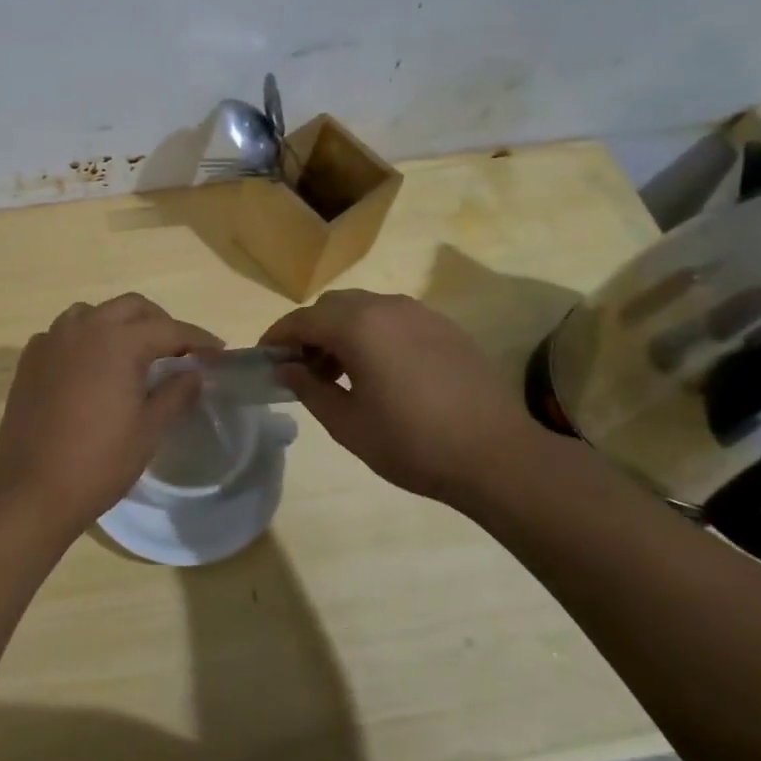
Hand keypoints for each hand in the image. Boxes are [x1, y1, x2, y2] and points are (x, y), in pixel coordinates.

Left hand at [0, 294, 220, 535]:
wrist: (32, 489)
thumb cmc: (99, 461)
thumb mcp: (149, 430)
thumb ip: (176, 393)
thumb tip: (194, 373)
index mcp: (118, 341)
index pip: (169, 328)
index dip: (197, 339)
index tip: (218, 352)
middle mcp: (84, 328)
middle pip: (131, 308)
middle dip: (159, 323)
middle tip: (177, 351)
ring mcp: (52, 340)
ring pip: (94, 313)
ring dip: (119, 324)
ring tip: (134, 354)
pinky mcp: (31, 358)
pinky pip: (65, 333)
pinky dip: (86, 339)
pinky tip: (92, 367)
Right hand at [260, 289, 551, 507]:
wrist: (496, 455)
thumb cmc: (412, 443)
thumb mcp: (347, 424)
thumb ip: (309, 389)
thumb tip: (285, 369)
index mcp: (358, 326)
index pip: (303, 319)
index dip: (278, 336)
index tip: (264, 357)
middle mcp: (387, 307)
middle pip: (333, 306)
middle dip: (311, 330)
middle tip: (303, 368)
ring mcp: (421, 313)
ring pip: (365, 308)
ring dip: (343, 330)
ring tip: (341, 371)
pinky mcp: (445, 326)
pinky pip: (395, 317)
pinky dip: (374, 332)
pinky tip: (382, 370)